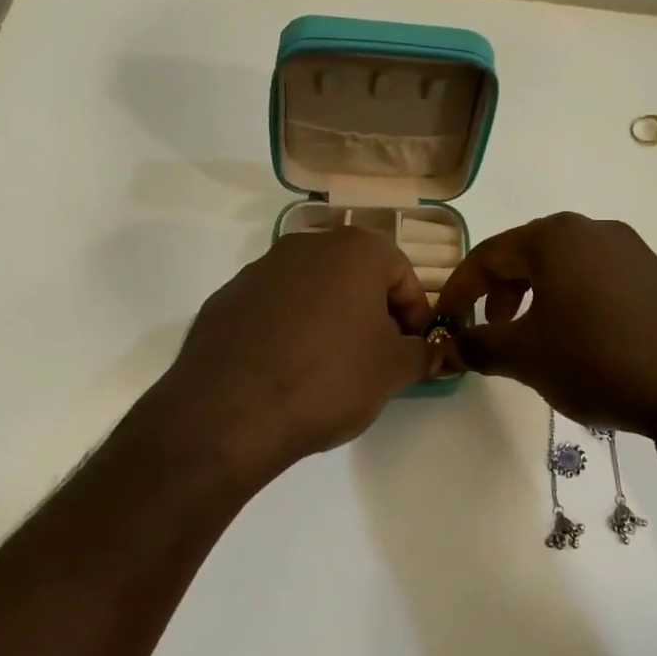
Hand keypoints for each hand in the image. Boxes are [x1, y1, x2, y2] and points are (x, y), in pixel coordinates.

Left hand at [154, 228, 433, 479]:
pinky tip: (287, 368)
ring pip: (312, 289)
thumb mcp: (392, 371)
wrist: (232, 409)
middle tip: (377, 356)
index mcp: (353, 250)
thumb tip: (429, 351)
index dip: (415, 312)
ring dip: (329, 317)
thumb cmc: (329, 378)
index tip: (413, 348)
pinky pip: (273, 308)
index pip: (401, 272)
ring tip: (330, 366)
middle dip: (371, 311)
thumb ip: (420, 354)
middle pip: (354, 274)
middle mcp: (305, 246)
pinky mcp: (227, 298)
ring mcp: (260, 269)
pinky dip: (289, 329)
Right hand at [441, 213, 656, 434]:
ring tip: (534, 337)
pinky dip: (572, 299)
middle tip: (492, 330)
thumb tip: (451, 344)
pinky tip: (579, 336)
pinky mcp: (655, 272)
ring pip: (563, 266)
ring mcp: (629, 247)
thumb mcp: (526, 356)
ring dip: (536, 297)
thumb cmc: (595, 359)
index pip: (488, 255)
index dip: (459, 289)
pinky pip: (596, 276)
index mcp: (554, 237)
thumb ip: (479, 345)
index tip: (445, 321)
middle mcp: (592, 229)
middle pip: (526, 255)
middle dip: (500, 293)